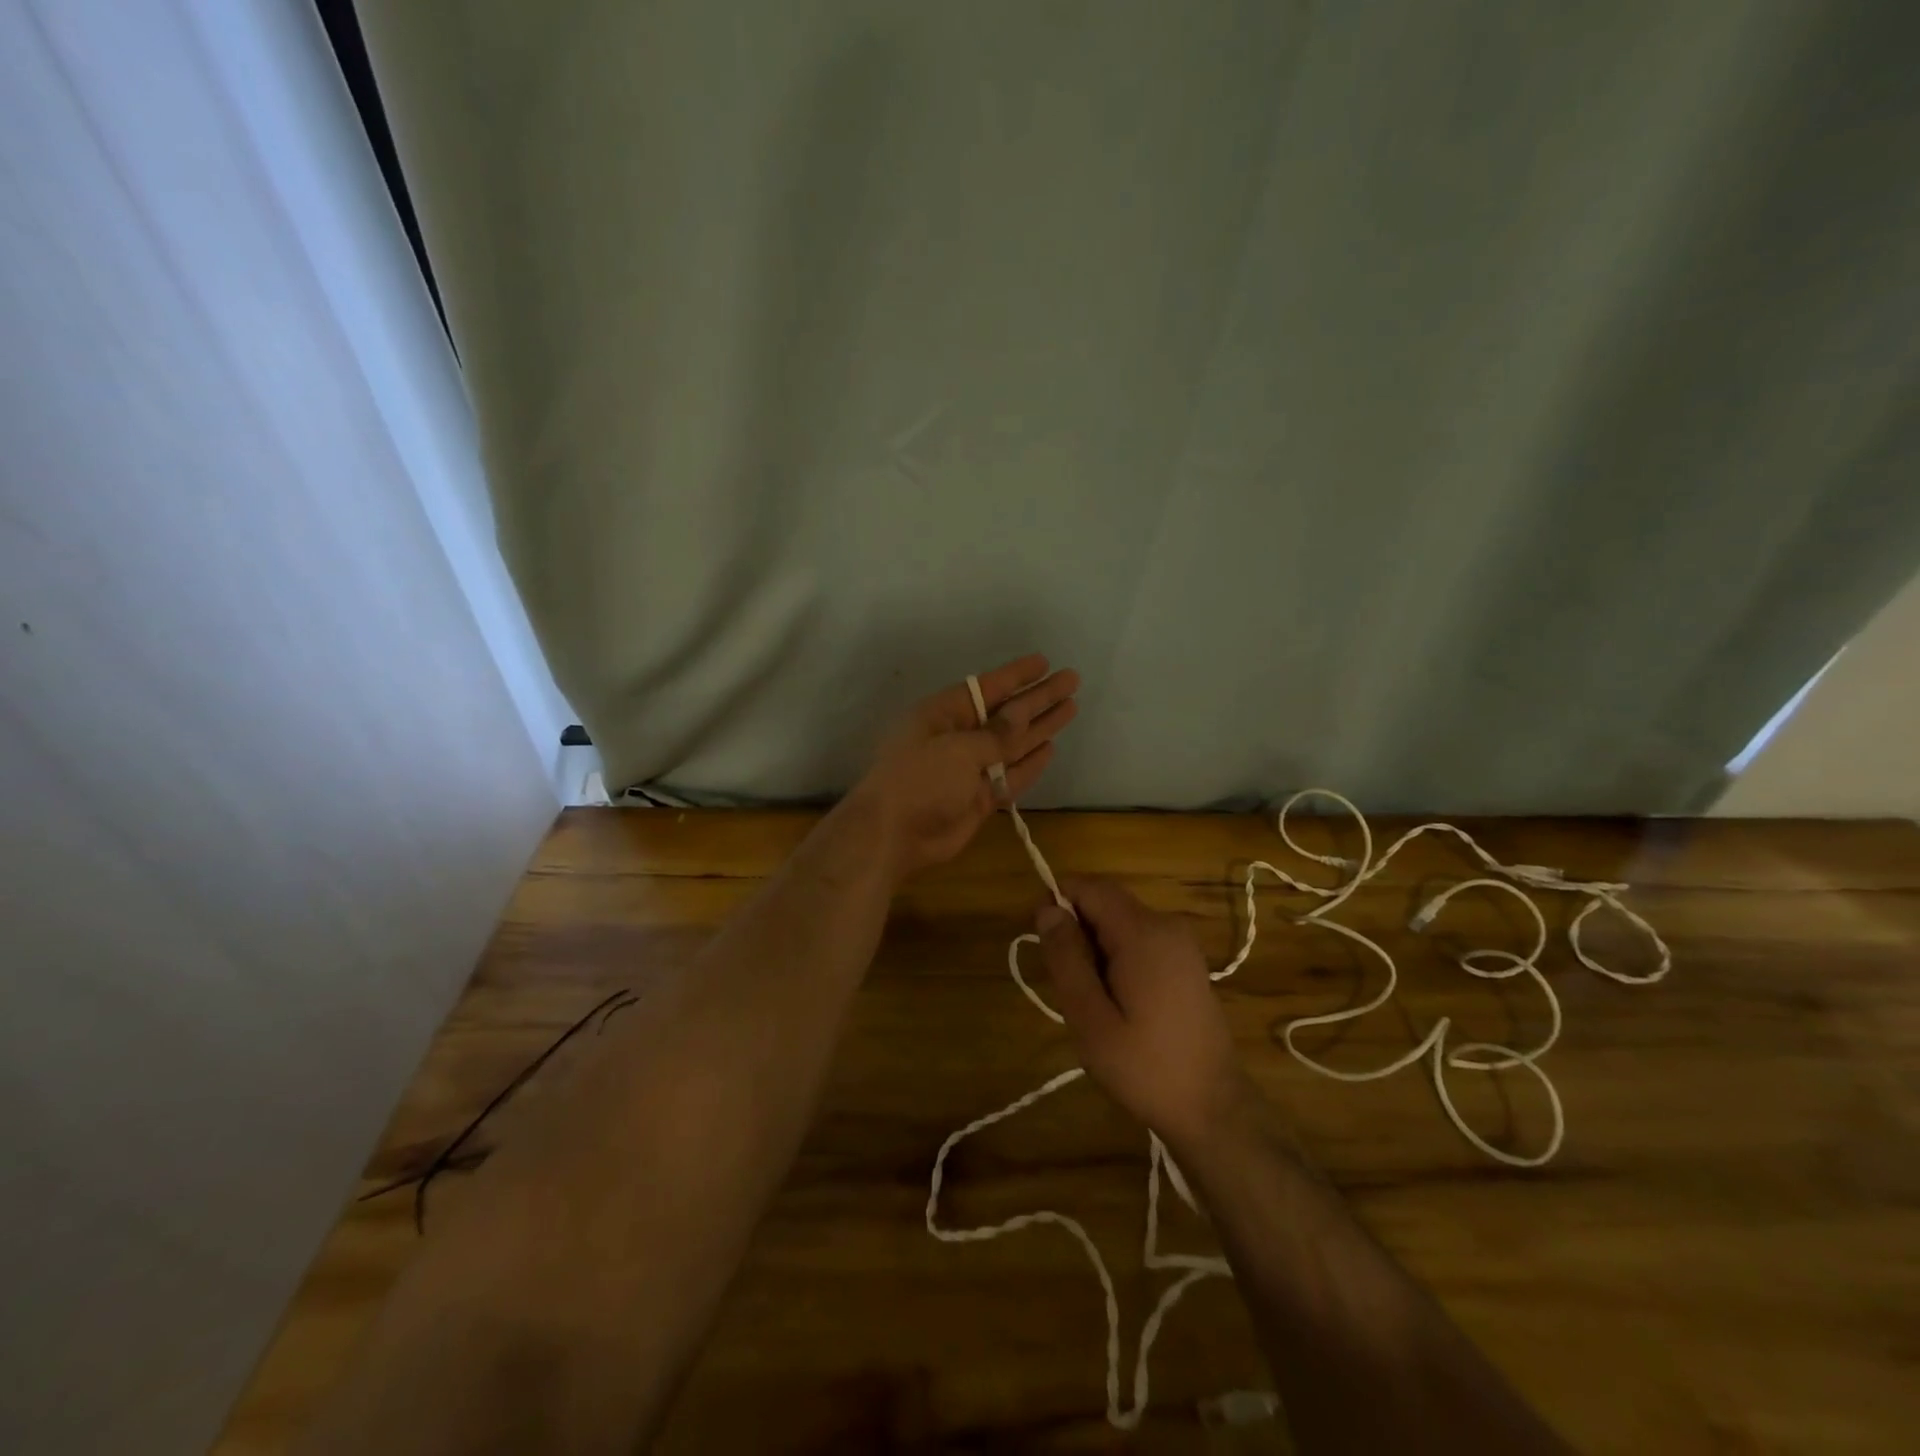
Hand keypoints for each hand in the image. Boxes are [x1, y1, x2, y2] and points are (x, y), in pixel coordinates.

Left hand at [854, 653, 1078, 879]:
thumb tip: (1022, 714)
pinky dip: (1030, 764)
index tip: (1045, 662)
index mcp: (943, 715)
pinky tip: (1050, 748)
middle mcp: (958, 737)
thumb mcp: (958, 749)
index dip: (1017, 676)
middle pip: (1006, 714)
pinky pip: (1010, 776)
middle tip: (1072, 680)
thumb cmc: (919, 780)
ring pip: (1012, 744)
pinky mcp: (978, 798)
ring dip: (1040, 728)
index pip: (987, 688)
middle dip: (1038, 698)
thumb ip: (996, 734)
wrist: (893, 836)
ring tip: (1071, 707)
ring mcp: (969, 770)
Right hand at [1034, 875, 1251, 1154]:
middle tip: (1066, 986)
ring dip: (1095, 948)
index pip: (1090, 887)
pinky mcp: (1186, 963)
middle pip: (1106, 903)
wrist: (1214, 1109)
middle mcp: (1166, 925)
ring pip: (1120, 924)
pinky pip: (1140, 942)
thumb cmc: (1145, 1067)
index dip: (1057, 901)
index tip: (1041, 941)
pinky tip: (1117, 1004)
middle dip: (1076, 931)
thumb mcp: (1090, 1017)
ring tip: (1091, 1002)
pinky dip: (1117, 959)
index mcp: (1143, 932)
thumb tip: (1047, 909)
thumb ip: (1066, 957)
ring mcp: (1181, 944)